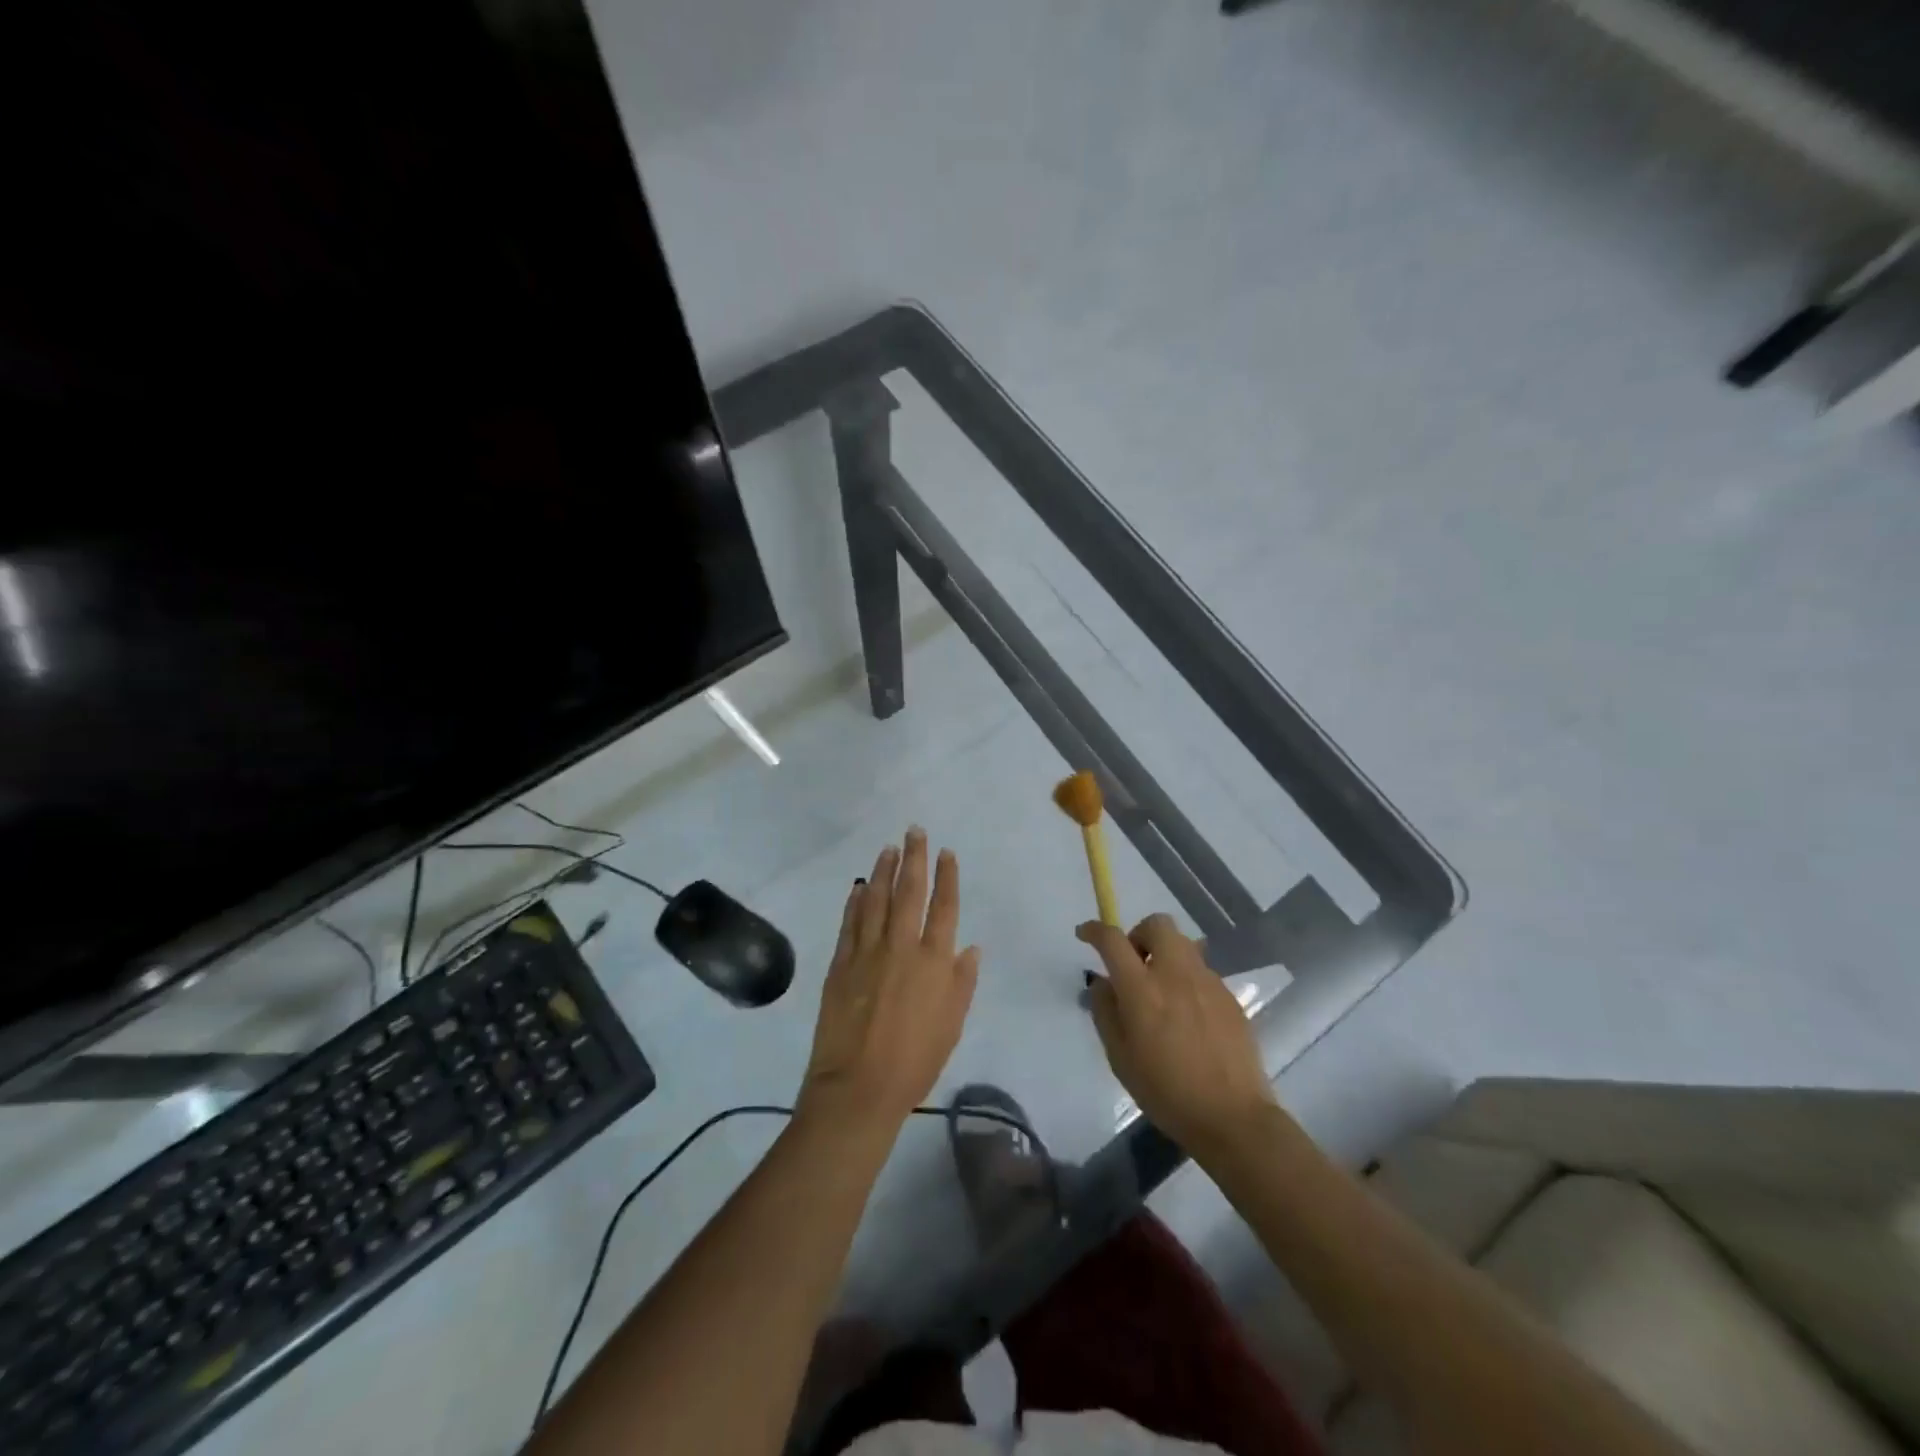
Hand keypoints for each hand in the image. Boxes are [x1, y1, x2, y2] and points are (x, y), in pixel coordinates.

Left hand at [799, 829, 979, 1136]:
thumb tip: (970, 948)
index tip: (946, 852)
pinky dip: (854, 901)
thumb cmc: (915, 1062)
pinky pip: (849, 923)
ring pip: (876, 899)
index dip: (946, 876)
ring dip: (883, 871)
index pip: (944, 907)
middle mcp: (902, 946)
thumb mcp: (951, 1025)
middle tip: (914, 830)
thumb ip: (962, 983)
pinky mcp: (840, 963)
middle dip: (914, 858)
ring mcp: (867, 952)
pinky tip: (858, 887)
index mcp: (934, 961)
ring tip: (888, 849)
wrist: (859, 1086)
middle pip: (909, 892)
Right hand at [1080, 914, 1276, 1156]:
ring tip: (1161, 992)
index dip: (1094, 930)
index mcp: (1142, 989)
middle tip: (1134, 966)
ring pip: (1183, 944)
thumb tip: (1103, 983)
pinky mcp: (1229, 996)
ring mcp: (1207, 982)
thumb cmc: (1166, 1092)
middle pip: (1157, 924)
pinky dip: (1186, 979)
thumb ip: (1106, 1012)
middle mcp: (1175, 974)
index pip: (1113, 940)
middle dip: (1139, 935)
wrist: (1233, 1116)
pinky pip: (1201, 971)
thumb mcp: (1119, 1058)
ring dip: (1164, 956)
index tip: (1084, 934)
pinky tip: (1187, 1015)